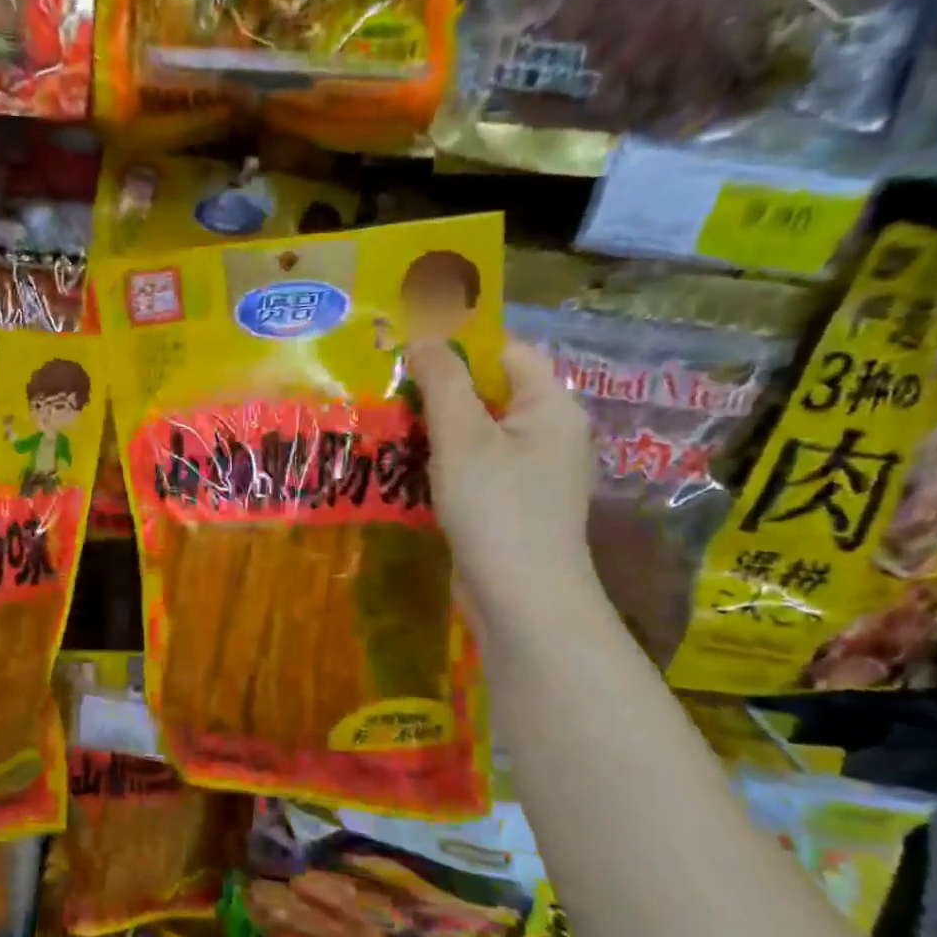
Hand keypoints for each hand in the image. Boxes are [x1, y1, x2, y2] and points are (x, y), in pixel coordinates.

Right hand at [408, 340, 597, 635]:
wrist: (520, 598)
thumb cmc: (496, 507)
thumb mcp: (462, 436)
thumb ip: (443, 381)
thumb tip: (424, 337)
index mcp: (549, 407)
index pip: (507, 353)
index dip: (460, 346)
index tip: (408, 351)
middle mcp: (546, 434)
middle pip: (489, 392)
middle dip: (438, 389)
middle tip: (388, 388)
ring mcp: (529, 473)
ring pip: (476, 433)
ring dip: (433, 428)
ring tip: (386, 424)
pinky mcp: (509, 504)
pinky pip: (473, 467)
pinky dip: (441, 462)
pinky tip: (403, 466)